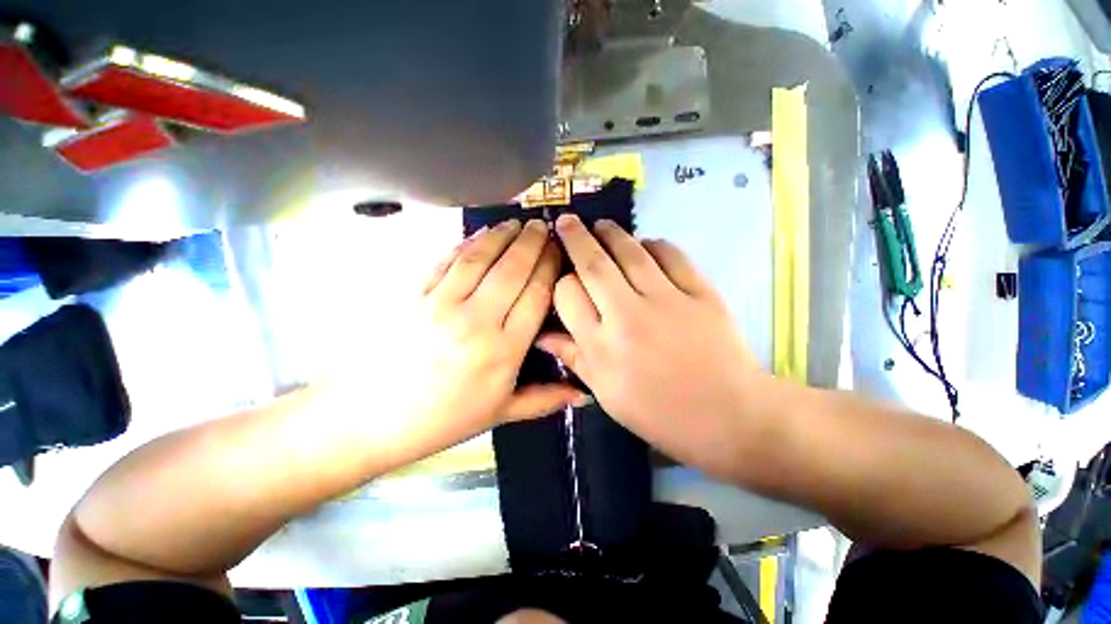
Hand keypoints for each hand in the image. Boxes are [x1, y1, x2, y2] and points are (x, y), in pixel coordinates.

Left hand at [394, 218, 583, 448]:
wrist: (370, 418)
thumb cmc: (443, 420)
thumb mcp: (500, 413)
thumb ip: (546, 400)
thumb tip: (584, 394)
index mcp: (503, 351)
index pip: (536, 295)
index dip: (550, 267)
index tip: (559, 251)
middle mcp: (477, 321)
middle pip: (512, 270)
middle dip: (532, 243)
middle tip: (544, 226)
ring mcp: (442, 304)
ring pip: (481, 258)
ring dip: (502, 236)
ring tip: (517, 223)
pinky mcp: (414, 294)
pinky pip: (447, 261)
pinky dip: (467, 243)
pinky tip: (481, 234)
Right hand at [536, 214, 768, 477]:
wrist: (729, 416)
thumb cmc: (660, 413)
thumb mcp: (607, 394)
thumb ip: (574, 359)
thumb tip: (542, 336)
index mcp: (602, 347)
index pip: (568, 296)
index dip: (561, 282)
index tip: (563, 278)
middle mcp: (628, 316)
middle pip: (594, 265)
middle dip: (576, 237)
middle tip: (568, 221)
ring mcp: (667, 300)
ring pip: (631, 252)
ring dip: (611, 233)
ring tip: (601, 226)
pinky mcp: (701, 292)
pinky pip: (672, 255)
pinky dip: (655, 244)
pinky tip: (646, 244)